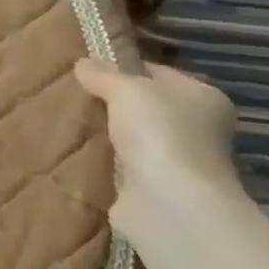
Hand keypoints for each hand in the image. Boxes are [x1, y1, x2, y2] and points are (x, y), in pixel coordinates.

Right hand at [73, 59, 243, 229]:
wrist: (169, 204)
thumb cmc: (159, 133)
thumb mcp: (126, 89)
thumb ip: (103, 74)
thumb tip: (83, 64)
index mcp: (203, 98)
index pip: (156, 73)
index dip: (122, 68)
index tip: (86, 69)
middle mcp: (196, 129)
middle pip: (142, 106)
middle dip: (108, 102)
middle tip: (70, 92)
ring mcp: (175, 161)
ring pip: (129, 136)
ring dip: (103, 132)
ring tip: (65, 117)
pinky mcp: (153, 188)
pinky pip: (119, 163)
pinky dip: (101, 159)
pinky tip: (73, 147)